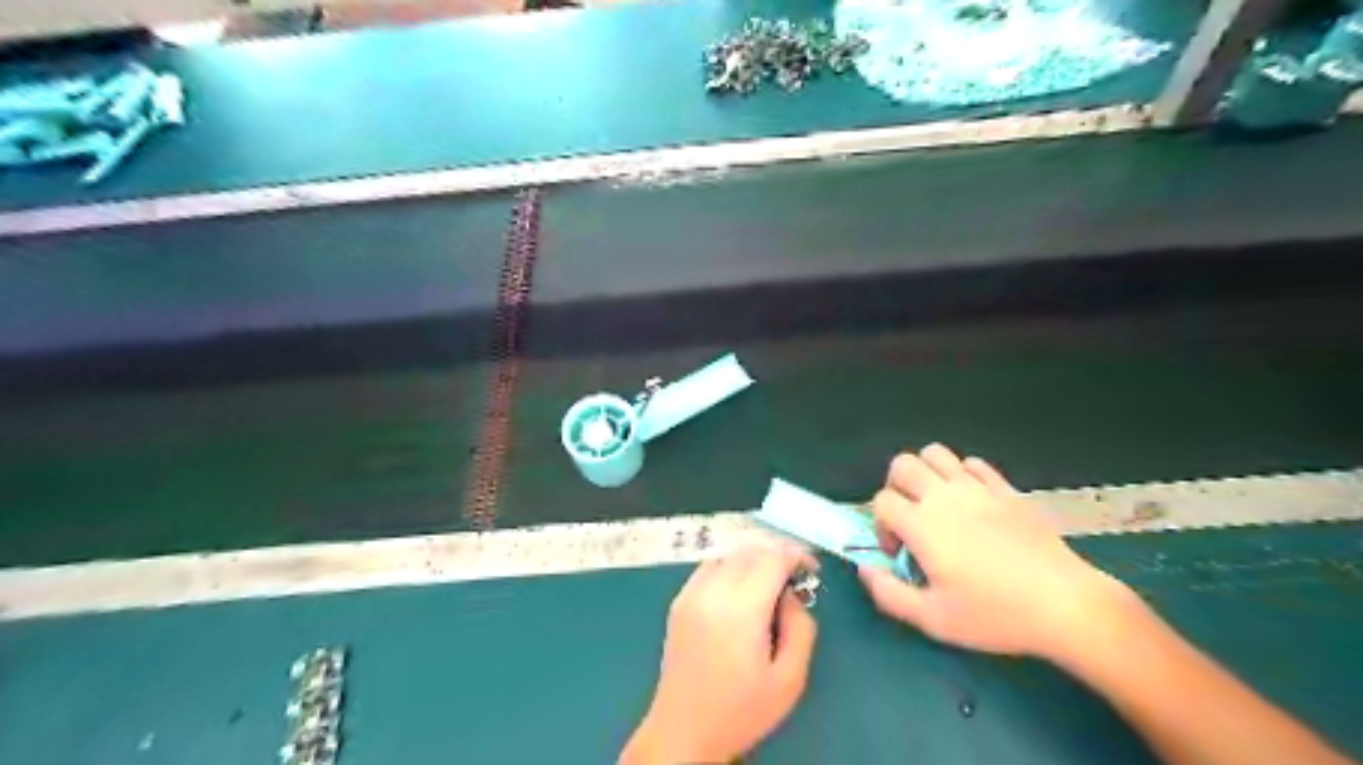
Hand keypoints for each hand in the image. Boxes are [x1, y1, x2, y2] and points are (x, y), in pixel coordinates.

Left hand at [622, 547, 818, 761]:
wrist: (683, 730)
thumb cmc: (741, 710)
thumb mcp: (789, 679)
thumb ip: (801, 628)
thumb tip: (793, 594)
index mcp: (741, 610)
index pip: (771, 558)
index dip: (796, 555)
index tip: (811, 568)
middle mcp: (712, 591)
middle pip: (750, 549)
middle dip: (776, 553)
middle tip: (794, 575)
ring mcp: (691, 593)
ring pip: (728, 553)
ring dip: (753, 557)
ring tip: (769, 580)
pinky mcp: (679, 600)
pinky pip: (709, 565)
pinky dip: (730, 565)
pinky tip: (741, 588)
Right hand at [860, 447, 1140, 659]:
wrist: (1064, 604)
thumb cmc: (995, 615)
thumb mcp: (933, 619)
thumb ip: (889, 594)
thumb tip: (865, 569)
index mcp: (922, 525)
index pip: (881, 501)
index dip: (880, 525)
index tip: (898, 552)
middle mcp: (944, 497)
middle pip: (902, 465)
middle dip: (895, 487)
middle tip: (909, 518)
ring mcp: (978, 488)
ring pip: (935, 453)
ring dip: (926, 473)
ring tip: (936, 504)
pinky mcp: (1006, 489)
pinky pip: (973, 464)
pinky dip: (962, 475)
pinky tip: (971, 503)